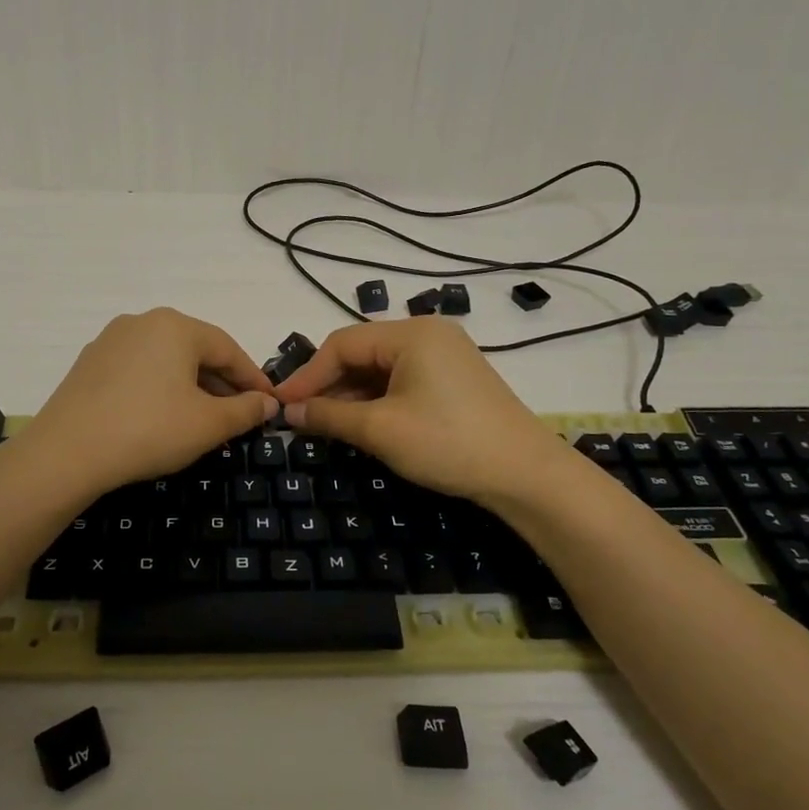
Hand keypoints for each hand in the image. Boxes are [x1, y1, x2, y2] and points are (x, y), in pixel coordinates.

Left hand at [20, 308, 277, 496]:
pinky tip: (161, 417)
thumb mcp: (208, 424)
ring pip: (166, 361)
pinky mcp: (89, 364)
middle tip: (238, 416)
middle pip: (196, 351)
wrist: (66, 452)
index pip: (228, 349)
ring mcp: (111, 340)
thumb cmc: (149, 430)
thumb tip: (268, 402)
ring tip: (202, 420)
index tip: (269, 404)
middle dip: (221, 383)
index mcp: (176, 326)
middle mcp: (142, 322)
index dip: (253, 379)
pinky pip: (138, 371)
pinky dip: (158, 389)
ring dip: (190, 387)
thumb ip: (245, 410)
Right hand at [271, 318, 568, 504]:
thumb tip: (289, 411)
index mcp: (412, 333)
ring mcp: (445, 356)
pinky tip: (361, 423)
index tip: (281, 404)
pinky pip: (402, 380)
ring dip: (351, 395)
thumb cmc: (448, 443)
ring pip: (381, 368)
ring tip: (325, 424)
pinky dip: (377, 400)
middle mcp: (428, 334)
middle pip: (362, 352)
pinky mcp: (454, 380)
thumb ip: (330, 415)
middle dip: (329, 384)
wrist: (527, 476)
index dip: (307, 374)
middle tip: (301, 416)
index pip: (342, 344)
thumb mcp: (381, 430)